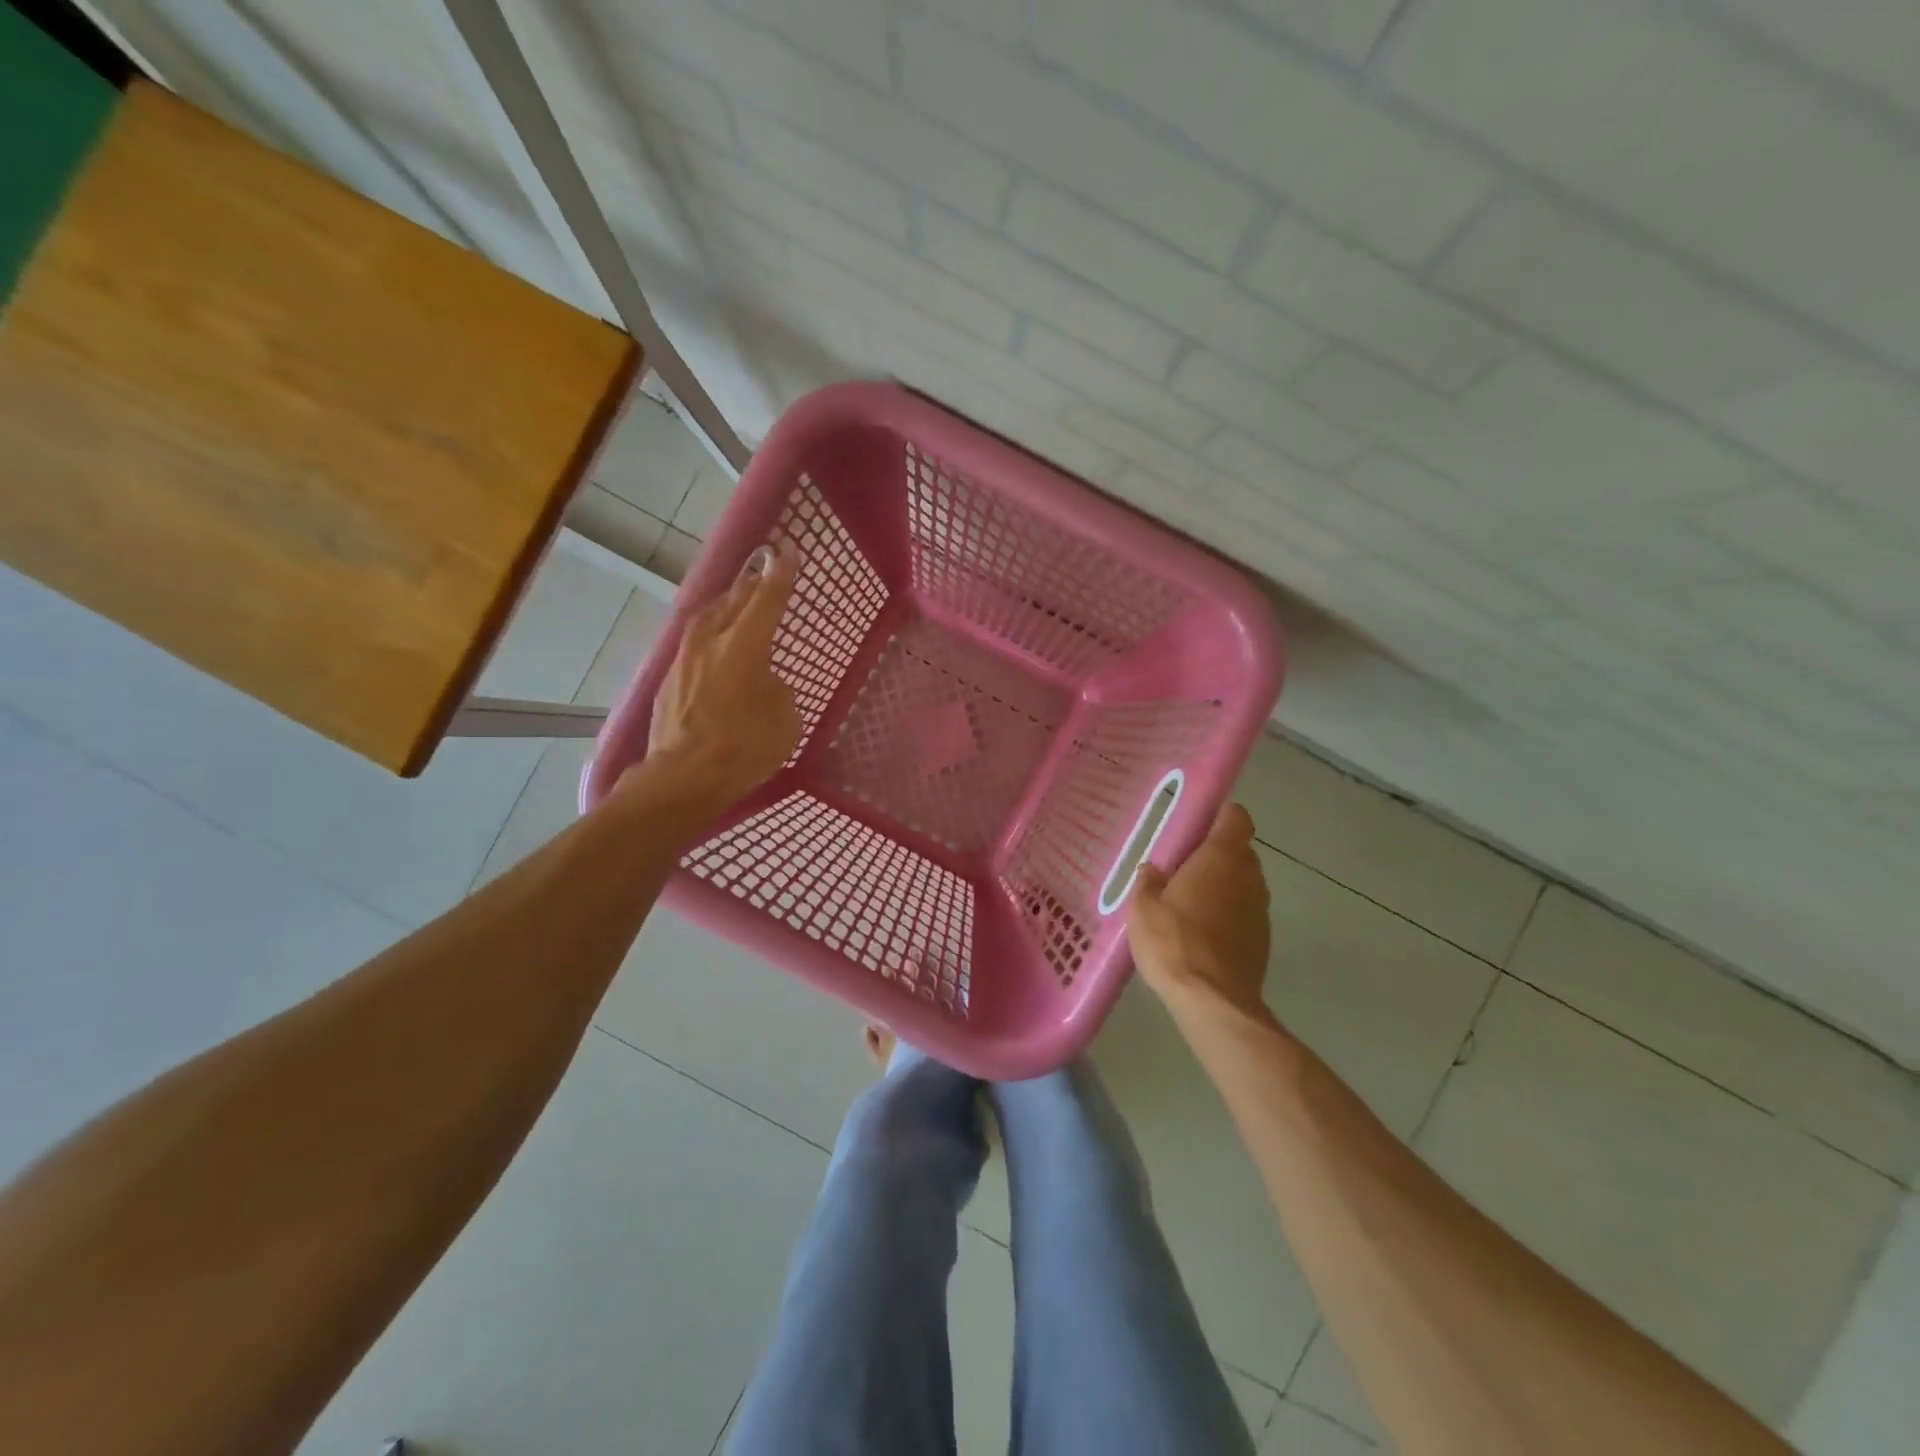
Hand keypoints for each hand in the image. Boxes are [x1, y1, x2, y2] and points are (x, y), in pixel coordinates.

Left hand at [639, 548, 801, 815]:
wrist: (683, 777)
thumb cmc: (744, 747)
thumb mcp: (784, 719)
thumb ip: (777, 690)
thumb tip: (763, 684)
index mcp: (744, 645)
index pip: (767, 599)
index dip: (780, 574)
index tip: (786, 552)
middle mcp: (710, 641)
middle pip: (733, 601)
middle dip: (751, 585)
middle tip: (763, 573)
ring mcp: (684, 659)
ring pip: (707, 619)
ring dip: (724, 607)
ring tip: (736, 604)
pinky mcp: (668, 680)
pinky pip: (694, 645)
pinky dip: (709, 638)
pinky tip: (715, 648)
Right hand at [1127, 803, 1272, 1020]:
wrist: (1213, 1002)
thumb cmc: (1173, 943)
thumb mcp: (1143, 909)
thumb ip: (1147, 883)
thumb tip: (1152, 870)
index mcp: (1221, 858)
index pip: (1236, 818)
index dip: (1222, 815)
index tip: (1199, 823)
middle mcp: (1249, 877)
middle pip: (1239, 851)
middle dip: (1216, 854)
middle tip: (1182, 867)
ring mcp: (1260, 910)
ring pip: (1243, 883)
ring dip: (1222, 886)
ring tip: (1189, 903)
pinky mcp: (1263, 939)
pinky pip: (1244, 912)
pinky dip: (1228, 914)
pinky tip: (1202, 934)